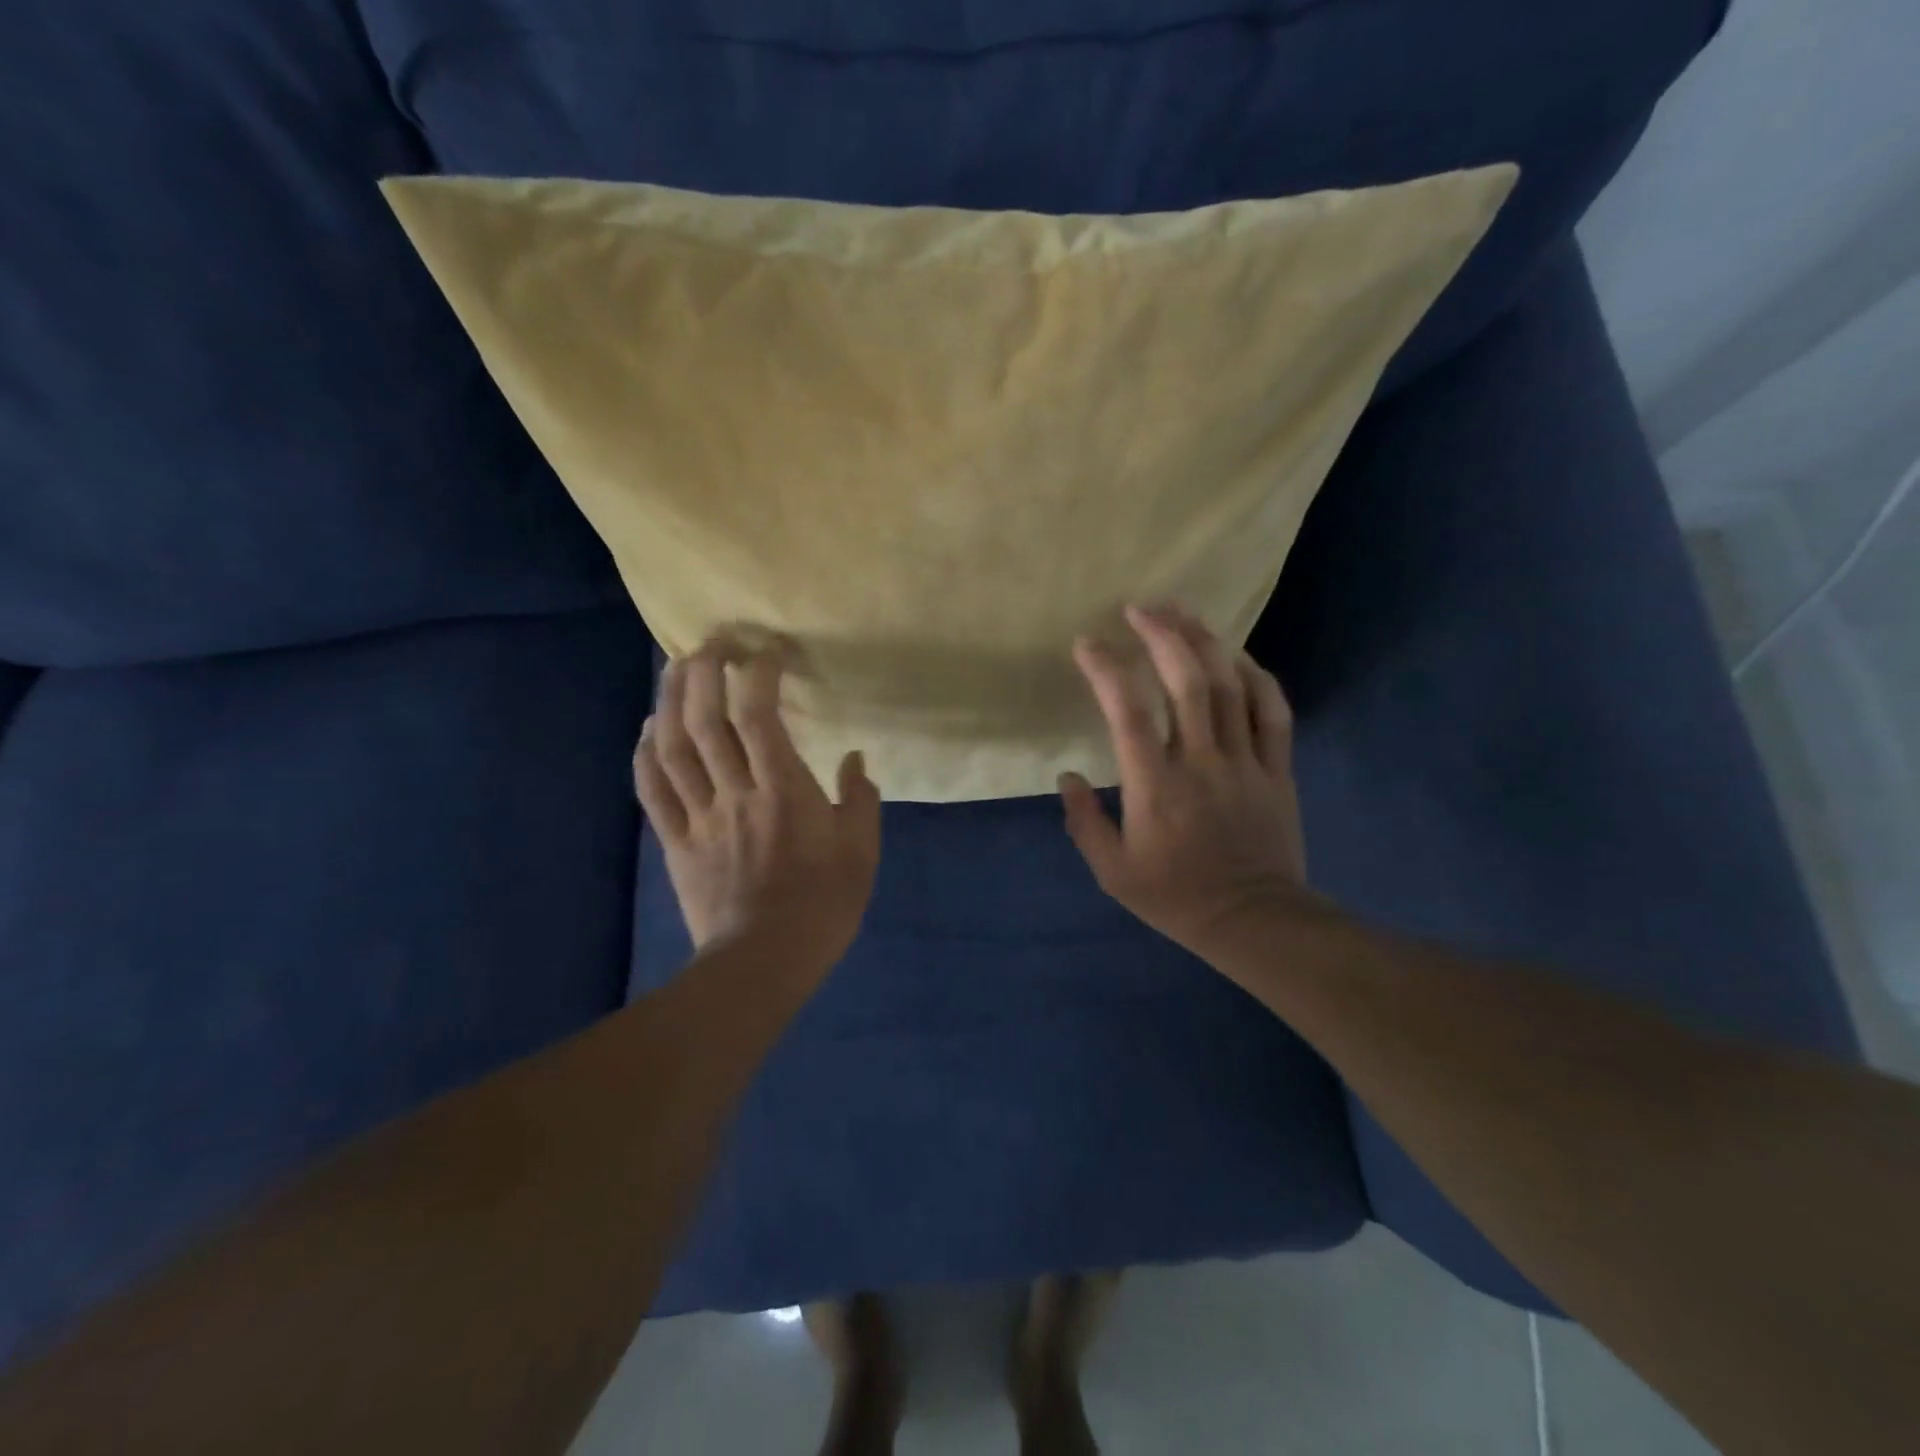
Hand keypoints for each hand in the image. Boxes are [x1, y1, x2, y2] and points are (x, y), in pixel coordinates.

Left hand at [634, 641, 881, 977]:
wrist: (765, 961)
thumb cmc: (823, 904)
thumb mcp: (862, 851)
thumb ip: (859, 799)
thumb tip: (854, 758)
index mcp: (783, 791)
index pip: (760, 717)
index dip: (758, 674)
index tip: (767, 650)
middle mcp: (735, 793)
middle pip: (707, 721)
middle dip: (704, 672)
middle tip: (712, 643)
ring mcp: (699, 816)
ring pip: (672, 747)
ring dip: (670, 700)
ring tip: (675, 668)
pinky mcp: (676, 841)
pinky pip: (652, 791)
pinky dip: (644, 753)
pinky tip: (649, 727)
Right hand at [1060, 603, 1309, 962]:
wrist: (1254, 921)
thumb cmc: (1175, 897)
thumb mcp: (1113, 871)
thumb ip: (1084, 822)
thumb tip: (1066, 776)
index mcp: (1156, 786)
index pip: (1128, 712)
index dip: (1105, 670)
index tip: (1086, 643)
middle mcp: (1201, 762)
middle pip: (1187, 682)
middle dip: (1163, 635)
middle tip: (1140, 607)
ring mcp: (1245, 761)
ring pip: (1230, 686)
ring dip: (1205, 642)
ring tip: (1182, 612)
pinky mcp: (1277, 768)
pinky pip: (1272, 710)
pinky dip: (1256, 676)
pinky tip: (1236, 655)